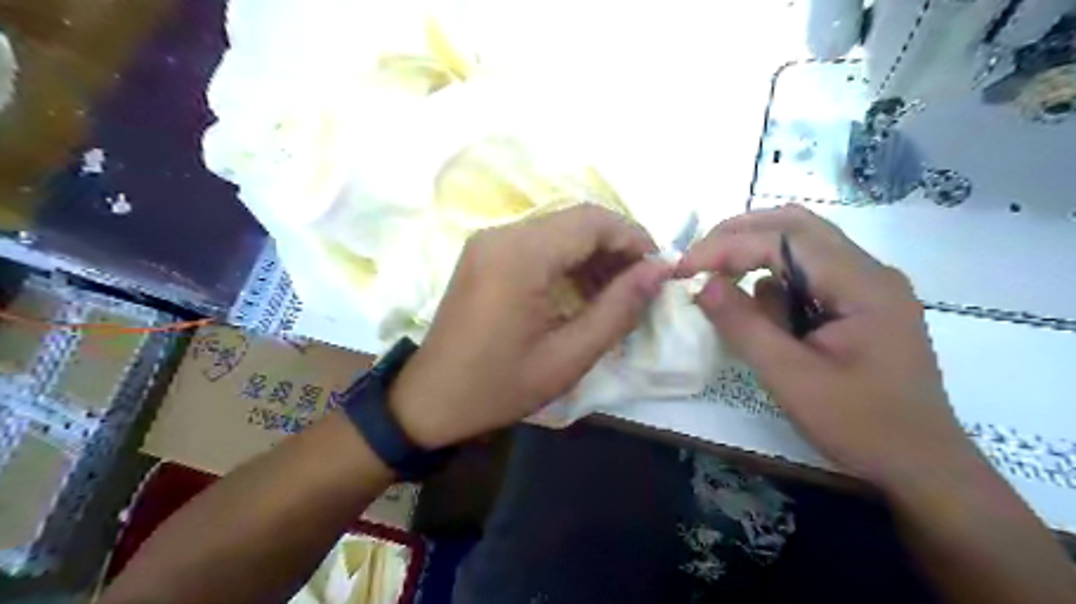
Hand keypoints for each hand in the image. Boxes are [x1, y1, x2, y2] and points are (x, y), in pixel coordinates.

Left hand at [388, 205, 669, 446]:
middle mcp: (502, 234)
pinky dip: (567, 260)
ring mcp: (489, 241)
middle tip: (641, 284)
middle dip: (616, 246)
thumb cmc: (499, 386)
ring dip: (592, 253)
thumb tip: (659, 271)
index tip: (659, 269)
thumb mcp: (568, 357)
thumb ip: (618, 309)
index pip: (592, 221)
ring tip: (616, 292)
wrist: (430, 400)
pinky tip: (581, 290)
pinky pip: (537, 243)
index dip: (633, 238)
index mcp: (520, 256)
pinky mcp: (484, 254)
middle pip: (576, 219)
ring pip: (558, 229)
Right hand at [680, 205, 975, 489]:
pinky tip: (763, 319)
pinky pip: (808, 277)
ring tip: (724, 290)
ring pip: (801, 247)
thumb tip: (702, 285)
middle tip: (699, 260)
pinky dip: (774, 284)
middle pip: (796, 226)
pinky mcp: (859, 305)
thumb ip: (744, 326)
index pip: (783, 240)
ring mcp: (867, 287)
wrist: (921, 466)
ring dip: (756, 258)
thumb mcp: (790, 378)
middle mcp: (869, 272)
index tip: (684, 268)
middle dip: (739, 236)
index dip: (726, 247)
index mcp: (862, 285)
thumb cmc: (860, 426)